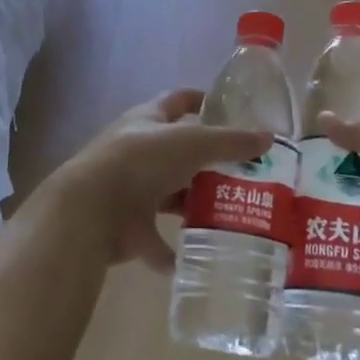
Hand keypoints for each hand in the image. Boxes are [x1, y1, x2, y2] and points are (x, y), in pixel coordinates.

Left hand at [49, 90, 271, 270]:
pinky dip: (174, 252)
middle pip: (178, 153)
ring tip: (232, 214)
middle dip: (207, 162)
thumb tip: (268, 138)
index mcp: (148, 121)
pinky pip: (156, 241)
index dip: (200, 101)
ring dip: (192, 205)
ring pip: (169, 196)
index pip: (177, 101)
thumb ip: (231, 142)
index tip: (228, 110)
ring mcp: (130, 190)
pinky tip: (199, 258)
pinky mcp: (127, 227)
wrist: (90, 209)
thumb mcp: (193, 143)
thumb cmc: (141, 161)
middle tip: (244, 173)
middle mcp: (137, 151)